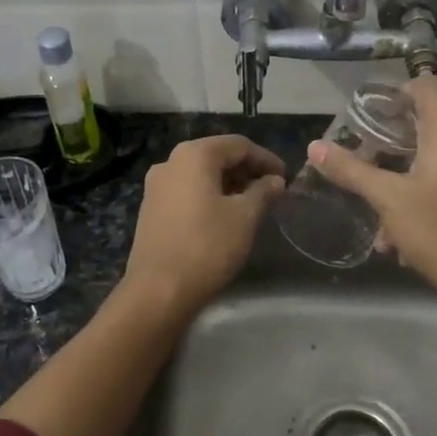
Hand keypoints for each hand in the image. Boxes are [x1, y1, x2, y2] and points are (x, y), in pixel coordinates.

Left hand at [123, 134, 284, 315]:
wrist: (158, 290)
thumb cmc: (207, 246)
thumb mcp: (245, 217)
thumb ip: (263, 192)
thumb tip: (275, 180)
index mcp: (193, 155)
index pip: (238, 145)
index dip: (265, 158)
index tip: (285, 177)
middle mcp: (170, 162)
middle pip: (216, 156)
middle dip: (246, 170)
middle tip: (271, 190)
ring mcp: (156, 186)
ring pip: (200, 174)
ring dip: (228, 183)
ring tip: (251, 204)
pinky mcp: (150, 208)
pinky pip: (186, 191)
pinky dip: (208, 195)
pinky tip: (223, 216)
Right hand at [306, 76, 436, 307]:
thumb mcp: (388, 200)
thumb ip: (351, 170)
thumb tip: (315, 147)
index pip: (426, 85)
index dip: (396, 91)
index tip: (370, 114)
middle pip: (425, 120)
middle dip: (389, 139)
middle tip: (360, 155)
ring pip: (431, 154)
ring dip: (400, 173)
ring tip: (373, 203)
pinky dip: (419, 190)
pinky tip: (397, 229)